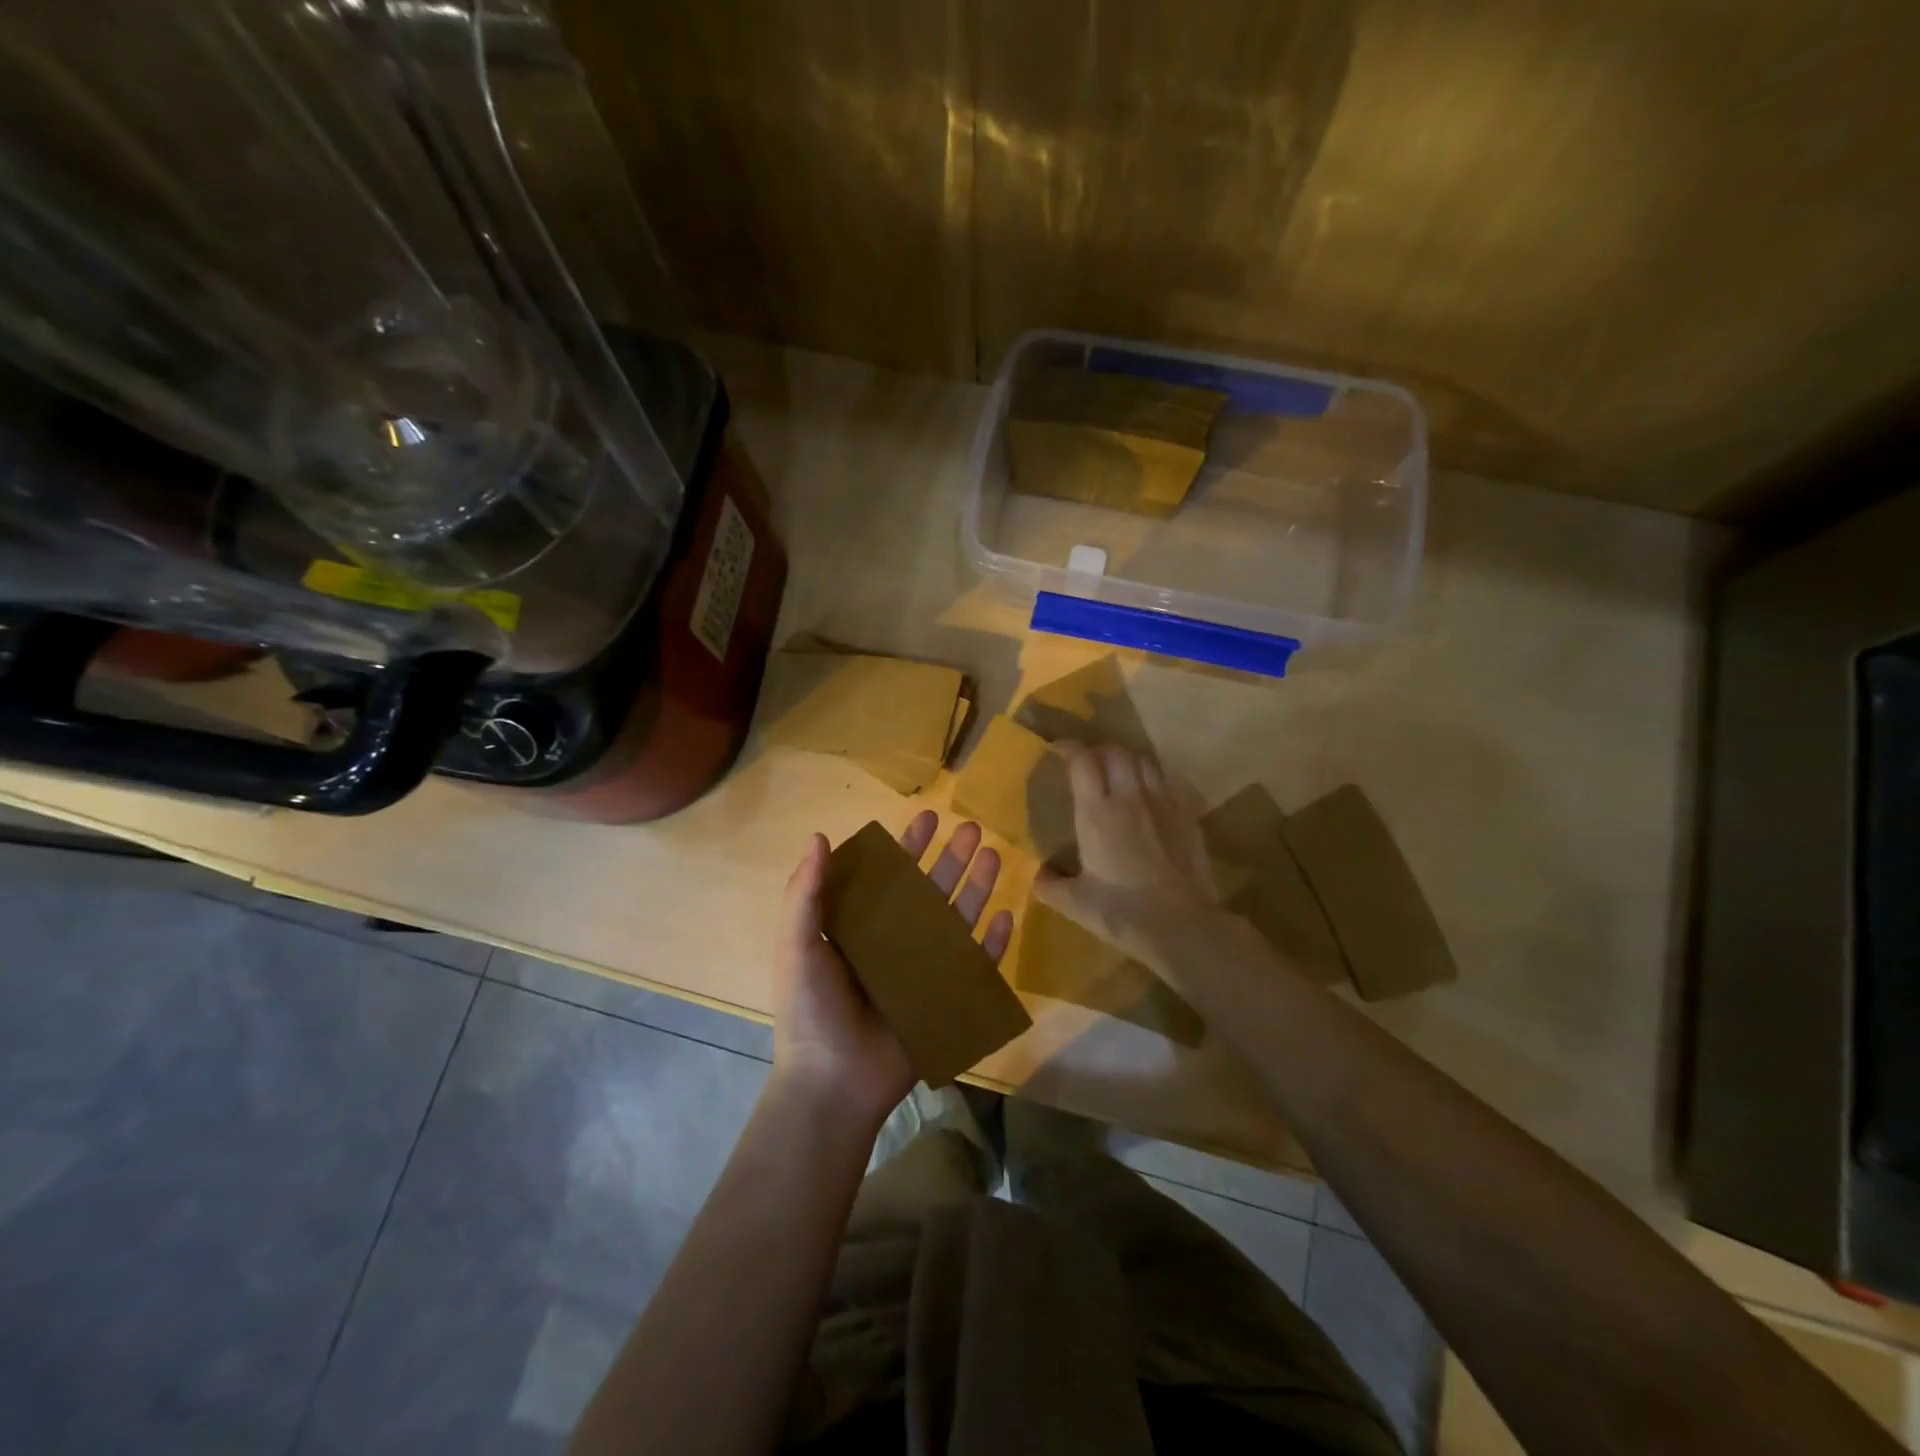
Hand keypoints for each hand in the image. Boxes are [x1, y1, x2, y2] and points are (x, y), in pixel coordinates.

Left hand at [773, 811, 1014, 1129]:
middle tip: (972, 828)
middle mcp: (894, 942)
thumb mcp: (797, 946)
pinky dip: (990, 943)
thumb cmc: (811, 1010)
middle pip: (929, 891)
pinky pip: (974, 966)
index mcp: (859, 927)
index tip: (929, 818)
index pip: (889, 876)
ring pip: (955, 920)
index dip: (908, 847)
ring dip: (975, 887)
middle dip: (950, 859)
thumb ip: (805, 893)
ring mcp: (922, 971)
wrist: (832, 1084)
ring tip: (993, 855)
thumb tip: (819, 836)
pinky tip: (1004, 915)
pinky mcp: (944, 1000)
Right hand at [1032, 742, 1219, 961]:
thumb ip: (1050, 886)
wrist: (1182, 926)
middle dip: (1098, 751)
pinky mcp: (1188, 816)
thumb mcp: (1074, 904)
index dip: (1069, 748)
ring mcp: (1163, 804)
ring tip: (1119, 775)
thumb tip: (1038, 876)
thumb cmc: (1122, 913)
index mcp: (1097, 813)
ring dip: (1127, 762)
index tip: (1058, 749)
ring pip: (1144, 762)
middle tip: (1088, 764)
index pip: (1082, 761)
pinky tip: (1151, 797)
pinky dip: (1154, 780)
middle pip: (1115, 753)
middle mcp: (1129, 798)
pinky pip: (1169, 783)